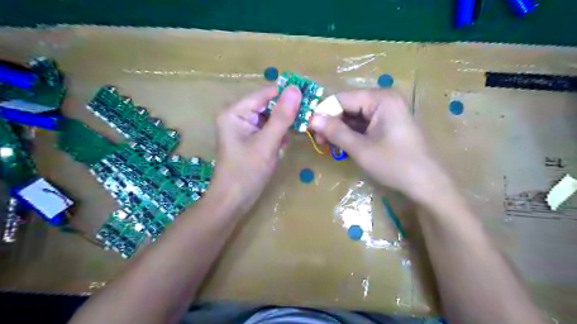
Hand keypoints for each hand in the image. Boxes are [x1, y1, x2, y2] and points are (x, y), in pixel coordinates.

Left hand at [207, 85, 299, 213]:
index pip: (266, 93)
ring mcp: (243, 127)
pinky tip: (284, 143)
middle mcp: (237, 115)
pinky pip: (267, 129)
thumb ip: (282, 116)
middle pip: (268, 104)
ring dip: (284, 124)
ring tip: (299, 130)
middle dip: (287, 111)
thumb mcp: (267, 143)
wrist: (233, 201)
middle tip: (308, 116)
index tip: (311, 97)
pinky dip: (278, 133)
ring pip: (270, 117)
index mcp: (235, 111)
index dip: (288, 94)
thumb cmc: (246, 172)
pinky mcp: (249, 138)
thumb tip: (296, 89)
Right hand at [314, 89, 447, 201]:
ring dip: (339, 129)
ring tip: (327, 145)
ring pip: (353, 116)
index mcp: (380, 98)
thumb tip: (312, 119)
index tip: (309, 129)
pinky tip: (341, 145)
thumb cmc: (395, 165)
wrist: (426, 184)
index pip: (342, 98)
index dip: (323, 112)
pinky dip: (350, 134)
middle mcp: (384, 99)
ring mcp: (387, 111)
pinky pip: (363, 124)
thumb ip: (335, 132)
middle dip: (331, 122)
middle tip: (318, 141)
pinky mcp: (387, 123)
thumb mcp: (361, 149)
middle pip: (348, 106)